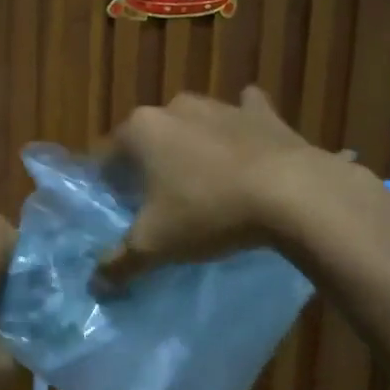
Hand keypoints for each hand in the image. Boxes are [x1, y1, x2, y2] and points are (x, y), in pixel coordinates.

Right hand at [99, 87, 330, 287]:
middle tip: (160, 203)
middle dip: (150, 165)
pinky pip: (246, 115)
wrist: (292, 193)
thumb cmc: (208, 212)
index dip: (108, 187)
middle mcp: (175, 107)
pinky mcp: (263, 113)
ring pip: (194, 127)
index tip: (119, 212)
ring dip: (193, 149)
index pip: (106, 157)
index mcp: (140, 130)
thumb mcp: (154, 246)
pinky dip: (243, 129)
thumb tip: (96, 283)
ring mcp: (222, 106)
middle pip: (150, 139)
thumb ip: (119, 263)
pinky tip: (248, 149)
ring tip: (205, 186)